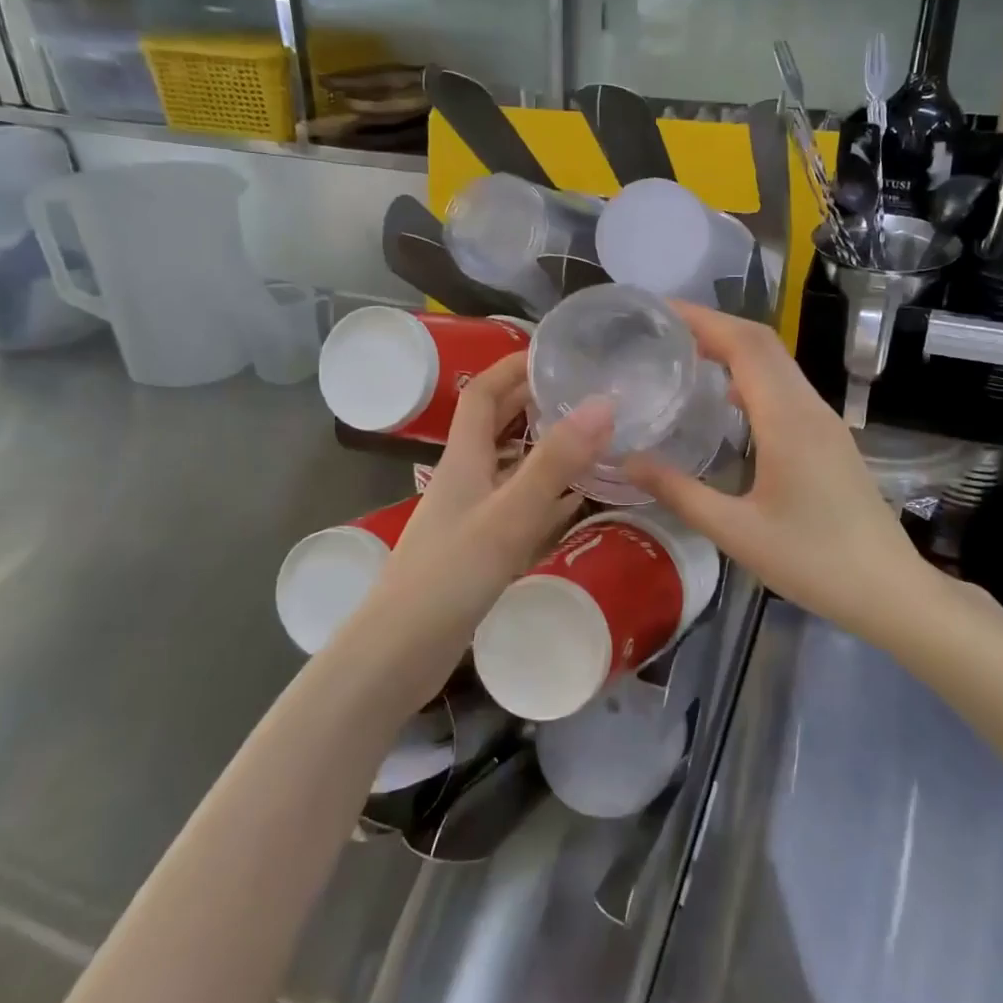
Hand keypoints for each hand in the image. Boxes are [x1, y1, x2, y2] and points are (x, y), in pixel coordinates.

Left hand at [335, 352, 612, 711]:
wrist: (398, 653)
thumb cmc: (449, 576)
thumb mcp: (509, 514)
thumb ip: (555, 462)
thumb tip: (603, 403)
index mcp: (463, 459)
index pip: (484, 393)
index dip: (513, 365)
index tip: (554, 350)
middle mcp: (465, 478)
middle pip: (496, 425)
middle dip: (533, 400)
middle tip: (583, 389)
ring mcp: (471, 515)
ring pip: (510, 466)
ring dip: (542, 446)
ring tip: (589, 437)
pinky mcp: (479, 549)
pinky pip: (518, 506)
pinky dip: (545, 494)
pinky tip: (574, 501)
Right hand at [623, 304, 927, 631]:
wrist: (888, 589)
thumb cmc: (812, 561)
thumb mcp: (736, 532)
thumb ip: (679, 493)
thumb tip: (627, 462)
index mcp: (787, 420)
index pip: (745, 345)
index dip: (704, 320)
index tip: (660, 311)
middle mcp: (809, 408)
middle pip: (763, 343)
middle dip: (715, 325)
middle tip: (663, 329)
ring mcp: (824, 421)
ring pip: (778, 363)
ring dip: (735, 347)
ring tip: (686, 354)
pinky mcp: (829, 437)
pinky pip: (787, 387)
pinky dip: (752, 374)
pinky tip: (725, 399)